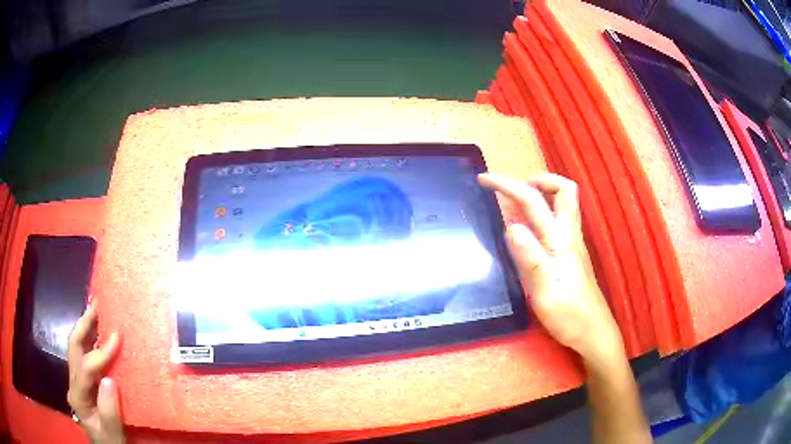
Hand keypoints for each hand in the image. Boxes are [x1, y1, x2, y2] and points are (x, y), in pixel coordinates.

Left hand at [67, 304, 124, 443]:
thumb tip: (109, 380)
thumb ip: (109, 411)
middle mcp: (74, 383)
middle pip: (74, 348)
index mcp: (78, 397)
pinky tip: (99, 332)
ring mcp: (78, 381)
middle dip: (84, 325)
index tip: (118, 338)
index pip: (85, 368)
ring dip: (87, 328)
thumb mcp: (113, 434)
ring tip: (97, 310)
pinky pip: (86, 356)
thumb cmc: (111, 443)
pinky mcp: (85, 382)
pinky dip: (92, 340)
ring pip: (78, 348)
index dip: (100, 353)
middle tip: (97, 305)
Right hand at [478, 173, 622, 363]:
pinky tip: (529, 230)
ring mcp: (573, 245)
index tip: (484, 180)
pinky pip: (559, 221)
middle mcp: (569, 236)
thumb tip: (511, 226)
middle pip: (564, 190)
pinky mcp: (572, 255)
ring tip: (516, 204)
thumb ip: (530, 259)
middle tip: (513, 189)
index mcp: (560, 241)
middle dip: (537, 180)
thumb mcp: (546, 292)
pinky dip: (543, 213)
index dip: (508, 185)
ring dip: (541, 194)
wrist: (594, 334)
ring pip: (564, 204)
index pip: (534, 201)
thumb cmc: (570, 316)